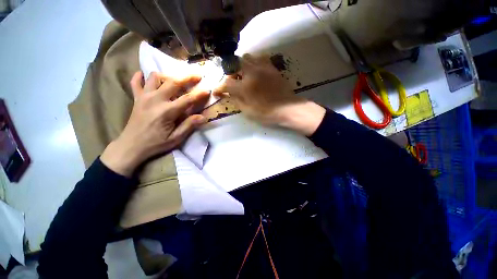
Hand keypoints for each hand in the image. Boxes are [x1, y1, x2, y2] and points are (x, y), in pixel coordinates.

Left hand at [101, 71, 208, 176]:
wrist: (131, 146)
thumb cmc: (156, 143)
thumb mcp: (175, 138)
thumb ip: (189, 126)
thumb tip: (203, 117)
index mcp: (167, 111)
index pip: (187, 99)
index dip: (199, 94)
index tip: (208, 90)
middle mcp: (155, 100)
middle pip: (173, 82)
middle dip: (187, 77)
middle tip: (197, 75)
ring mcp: (144, 97)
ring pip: (155, 77)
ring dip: (167, 76)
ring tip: (175, 81)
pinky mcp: (136, 98)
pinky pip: (136, 82)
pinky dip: (141, 77)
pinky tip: (144, 76)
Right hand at [213, 54, 324, 135]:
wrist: (288, 109)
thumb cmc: (267, 113)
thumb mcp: (248, 111)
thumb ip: (236, 100)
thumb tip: (229, 93)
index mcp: (245, 87)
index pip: (226, 83)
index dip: (219, 87)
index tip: (217, 91)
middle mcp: (252, 73)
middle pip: (235, 63)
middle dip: (231, 72)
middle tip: (234, 81)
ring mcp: (263, 68)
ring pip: (247, 57)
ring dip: (242, 65)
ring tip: (244, 75)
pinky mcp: (271, 67)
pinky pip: (260, 58)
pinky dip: (254, 62)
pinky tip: (255, 71)